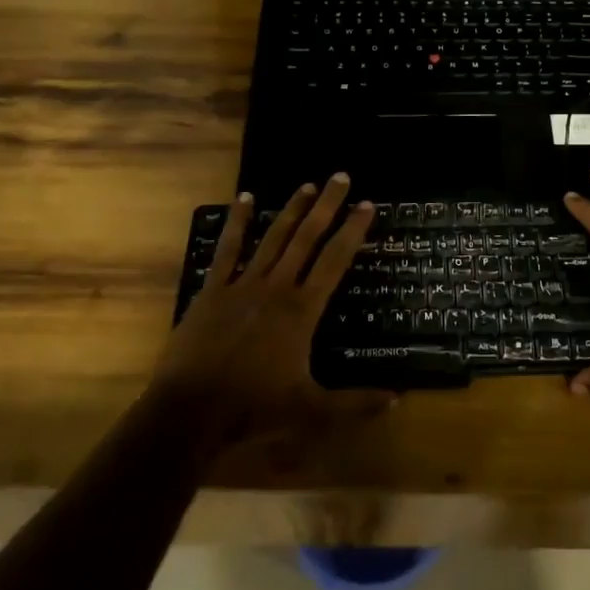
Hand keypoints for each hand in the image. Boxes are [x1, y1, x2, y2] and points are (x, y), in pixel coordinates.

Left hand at [150, 174, 390, 450]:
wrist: (191, 412)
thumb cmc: (253, 408)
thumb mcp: (311, 410)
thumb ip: (355, 402)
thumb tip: (398, 398)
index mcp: (302, 310)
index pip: (335, 261)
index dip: (353, 231)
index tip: (366, 204)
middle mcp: (277, 287)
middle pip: (307, 238)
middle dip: (326, 206)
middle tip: (341, 177)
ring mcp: (242, 284)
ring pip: (272, 237)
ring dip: (291, 210)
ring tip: (307, 185)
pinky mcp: (213, 290)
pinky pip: (228, 249)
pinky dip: (237, 223)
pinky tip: (243, 198)